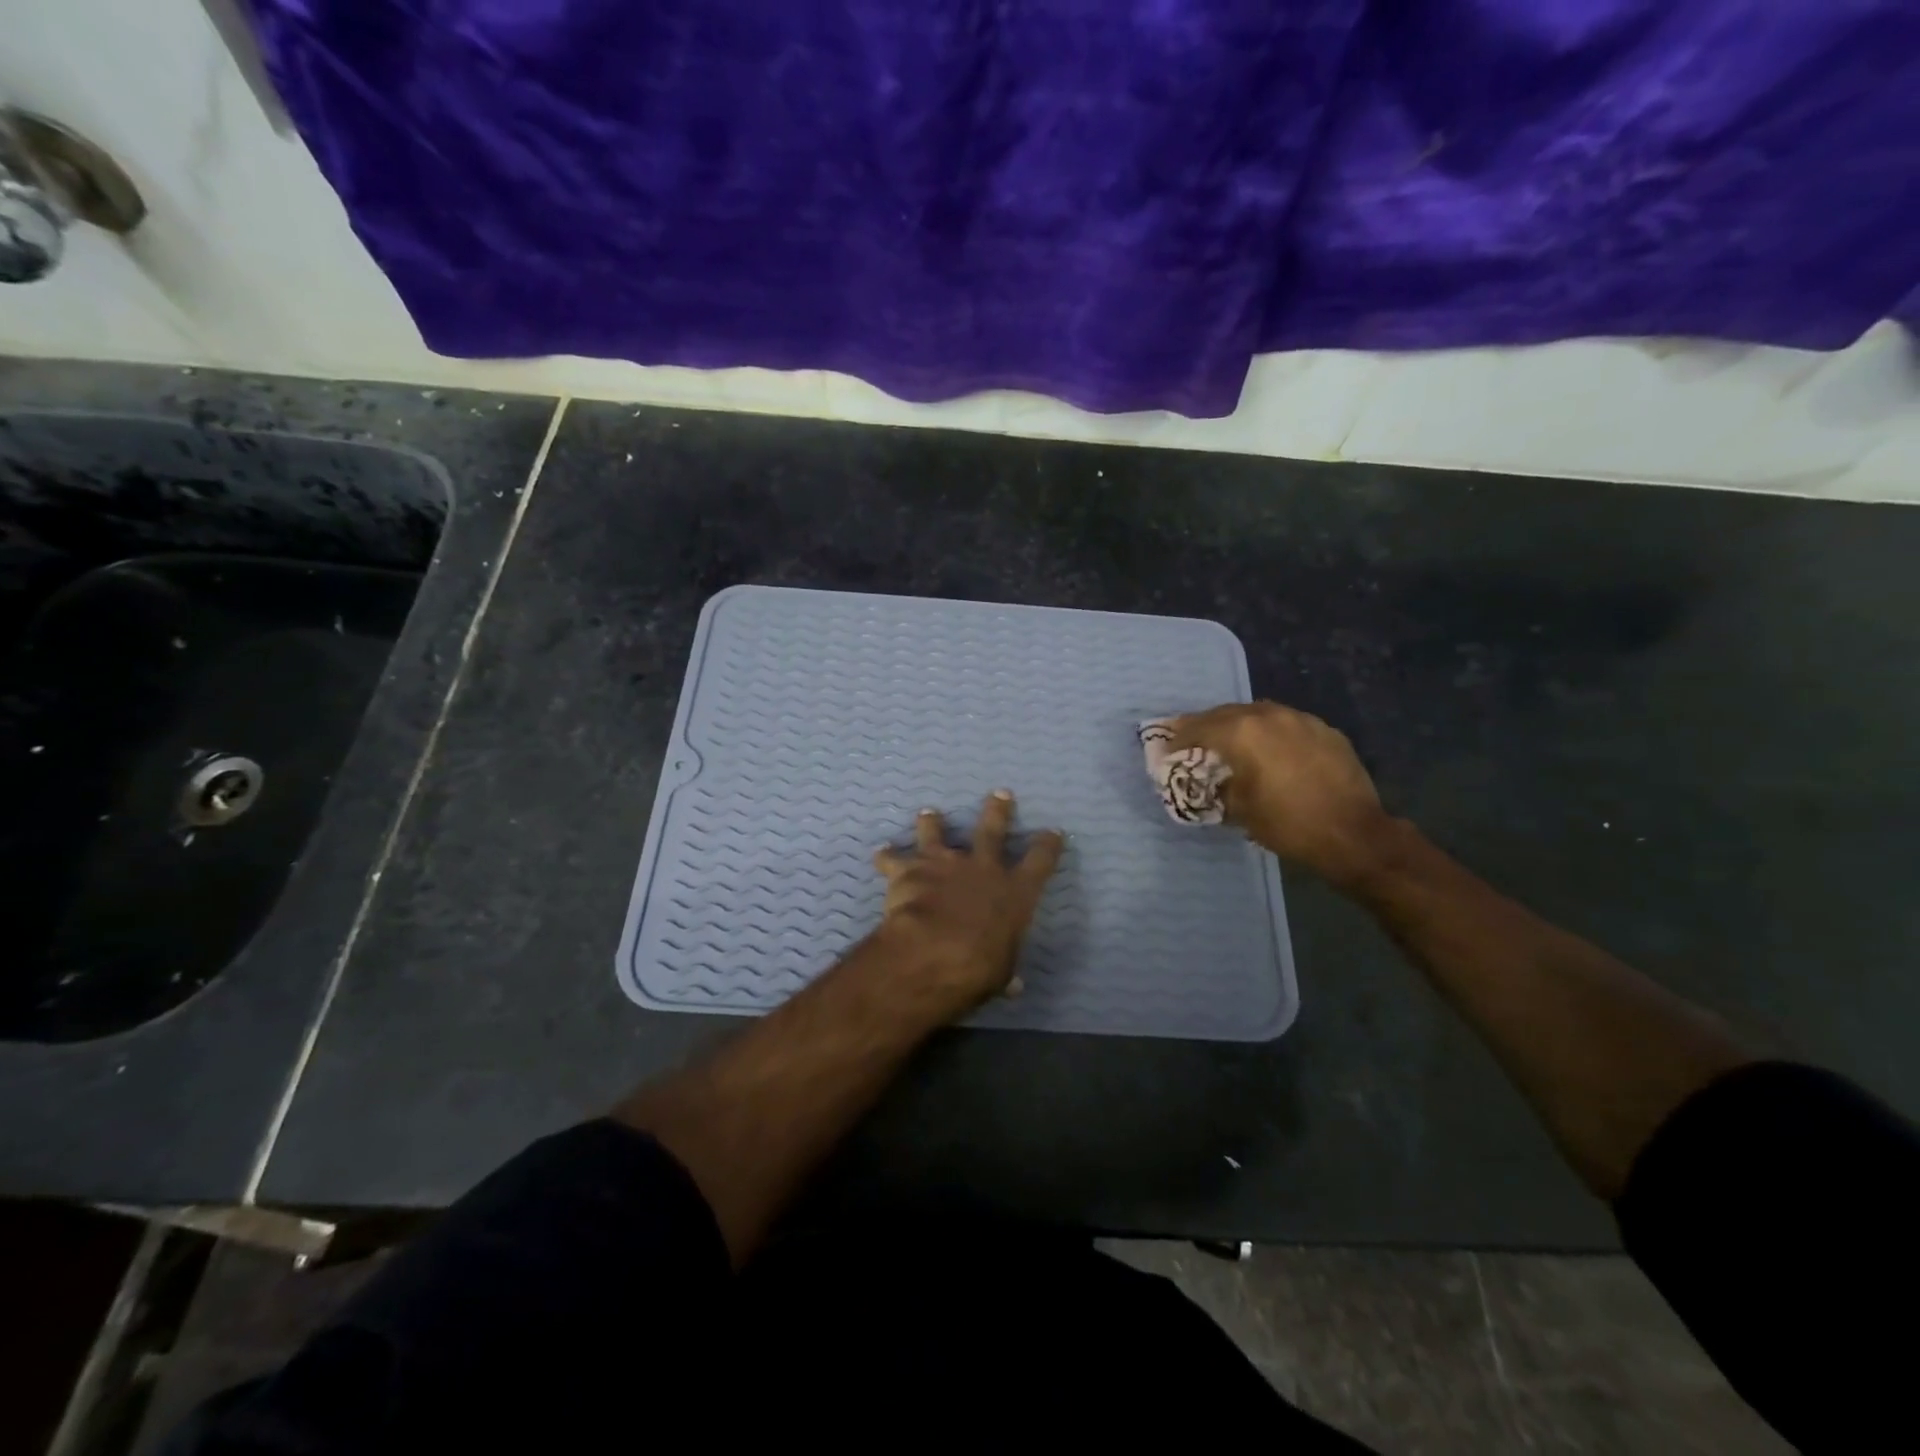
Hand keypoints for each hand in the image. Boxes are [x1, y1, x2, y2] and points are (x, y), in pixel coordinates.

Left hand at [870, 791, 1064, 1021]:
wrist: (934, 950)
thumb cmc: (980, 966)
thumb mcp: (1001, 972)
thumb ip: (1005, 971)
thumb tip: (1012, 986)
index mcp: (1015, 891)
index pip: (1040, 860)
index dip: (1048, 844)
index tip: (1053, 832)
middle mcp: (983, 867)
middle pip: (992, 829)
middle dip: (997, 810)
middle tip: (999, 793)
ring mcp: (945, 863)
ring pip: (938, 833)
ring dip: (933, 823)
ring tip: (929, 813)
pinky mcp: (910, 868)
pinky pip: (894, 859)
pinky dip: (887, 857)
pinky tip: (880, 854)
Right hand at [1169, 702, 1394, 888]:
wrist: (1354, 835)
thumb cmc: (1288, 824)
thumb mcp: (1239, 810)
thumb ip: (1218, 786)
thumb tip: (1210, 780)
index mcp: (1243, 733)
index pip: (1199, 728)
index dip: (1179, 738)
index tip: (1166, 748)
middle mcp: (1270, 716)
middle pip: (1226, 713)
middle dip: (1205, 725)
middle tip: (1190, 738)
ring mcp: (1301, 719)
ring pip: (1258, 713)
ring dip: (1238, 724)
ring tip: (1228, 739)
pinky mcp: (1325, 730)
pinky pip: (1286, 723)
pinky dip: (1269, 731)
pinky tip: (1269, 748)